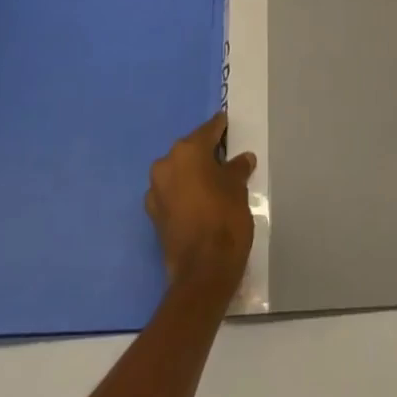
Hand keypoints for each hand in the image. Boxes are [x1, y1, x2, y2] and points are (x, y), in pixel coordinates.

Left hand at [146, 112, 255, 291]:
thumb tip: (242, 159)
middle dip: (205, 152)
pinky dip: (184, 193)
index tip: (228, 125)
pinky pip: (172, 193)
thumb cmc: (224, 218)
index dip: (220, 128)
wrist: (203, 271)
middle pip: (189, 150)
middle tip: (225, 157)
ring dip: (193, 174)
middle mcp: (166, 164)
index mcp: (187, 151)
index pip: (207, 131)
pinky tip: (200, 201)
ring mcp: (156, 190)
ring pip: (178, 172)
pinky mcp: (154, 215)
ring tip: (214, 181)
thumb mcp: (238, 188)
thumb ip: (238, 168)